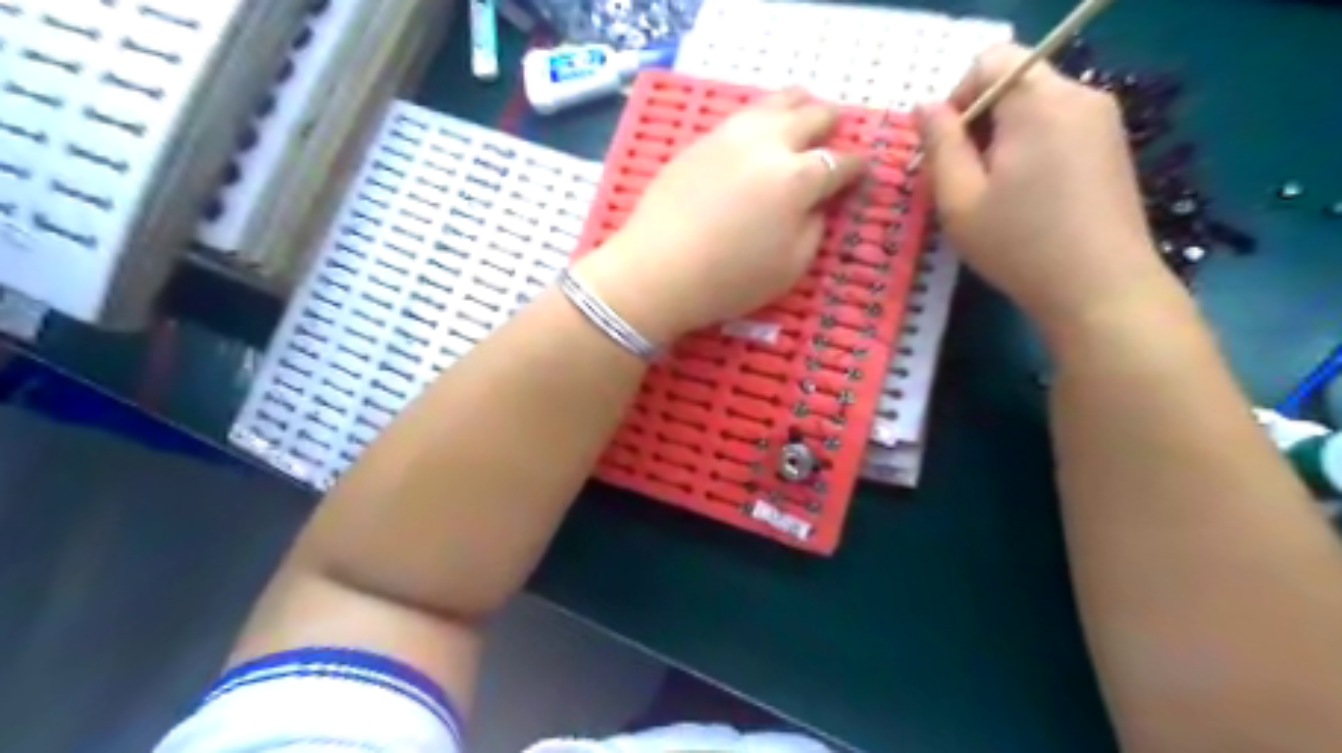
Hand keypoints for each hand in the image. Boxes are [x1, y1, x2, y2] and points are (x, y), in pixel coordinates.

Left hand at [584, 85, 863, 343]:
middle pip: (813, 115)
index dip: (856, 166)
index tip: (861, 170)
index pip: (840, 162)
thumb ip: (815, 226)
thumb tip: (819, 202)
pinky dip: (763, 117)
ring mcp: (732, 134)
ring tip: (802, 117)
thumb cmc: (729, 280)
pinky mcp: (702, 139)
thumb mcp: (791, 266)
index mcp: (798, 179)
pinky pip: (744, 114)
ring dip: (799, 107)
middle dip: (831, 125)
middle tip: (832, 138)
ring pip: (778, 101)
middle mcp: (769, 144)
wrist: (657, 271)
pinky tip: (761, 131)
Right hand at [919, 42, 1178, 330]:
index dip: (957, 96)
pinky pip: (1059, 126)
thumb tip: (924, 106)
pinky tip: (1026, 198)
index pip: (991, 59)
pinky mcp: (1113, 146)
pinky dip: (1031, 148)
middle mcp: (1079, 95)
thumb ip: (939, 145)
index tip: (947, 149)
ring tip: (993, 193)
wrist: (1101, 289)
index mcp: (1039, 102)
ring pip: (1036, 106)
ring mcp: (1103, 120)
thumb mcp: (959, 200)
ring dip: (1002, 137)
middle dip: (978, 121)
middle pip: (1015, 81)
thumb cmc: (1019, 245)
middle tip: (963, 179)